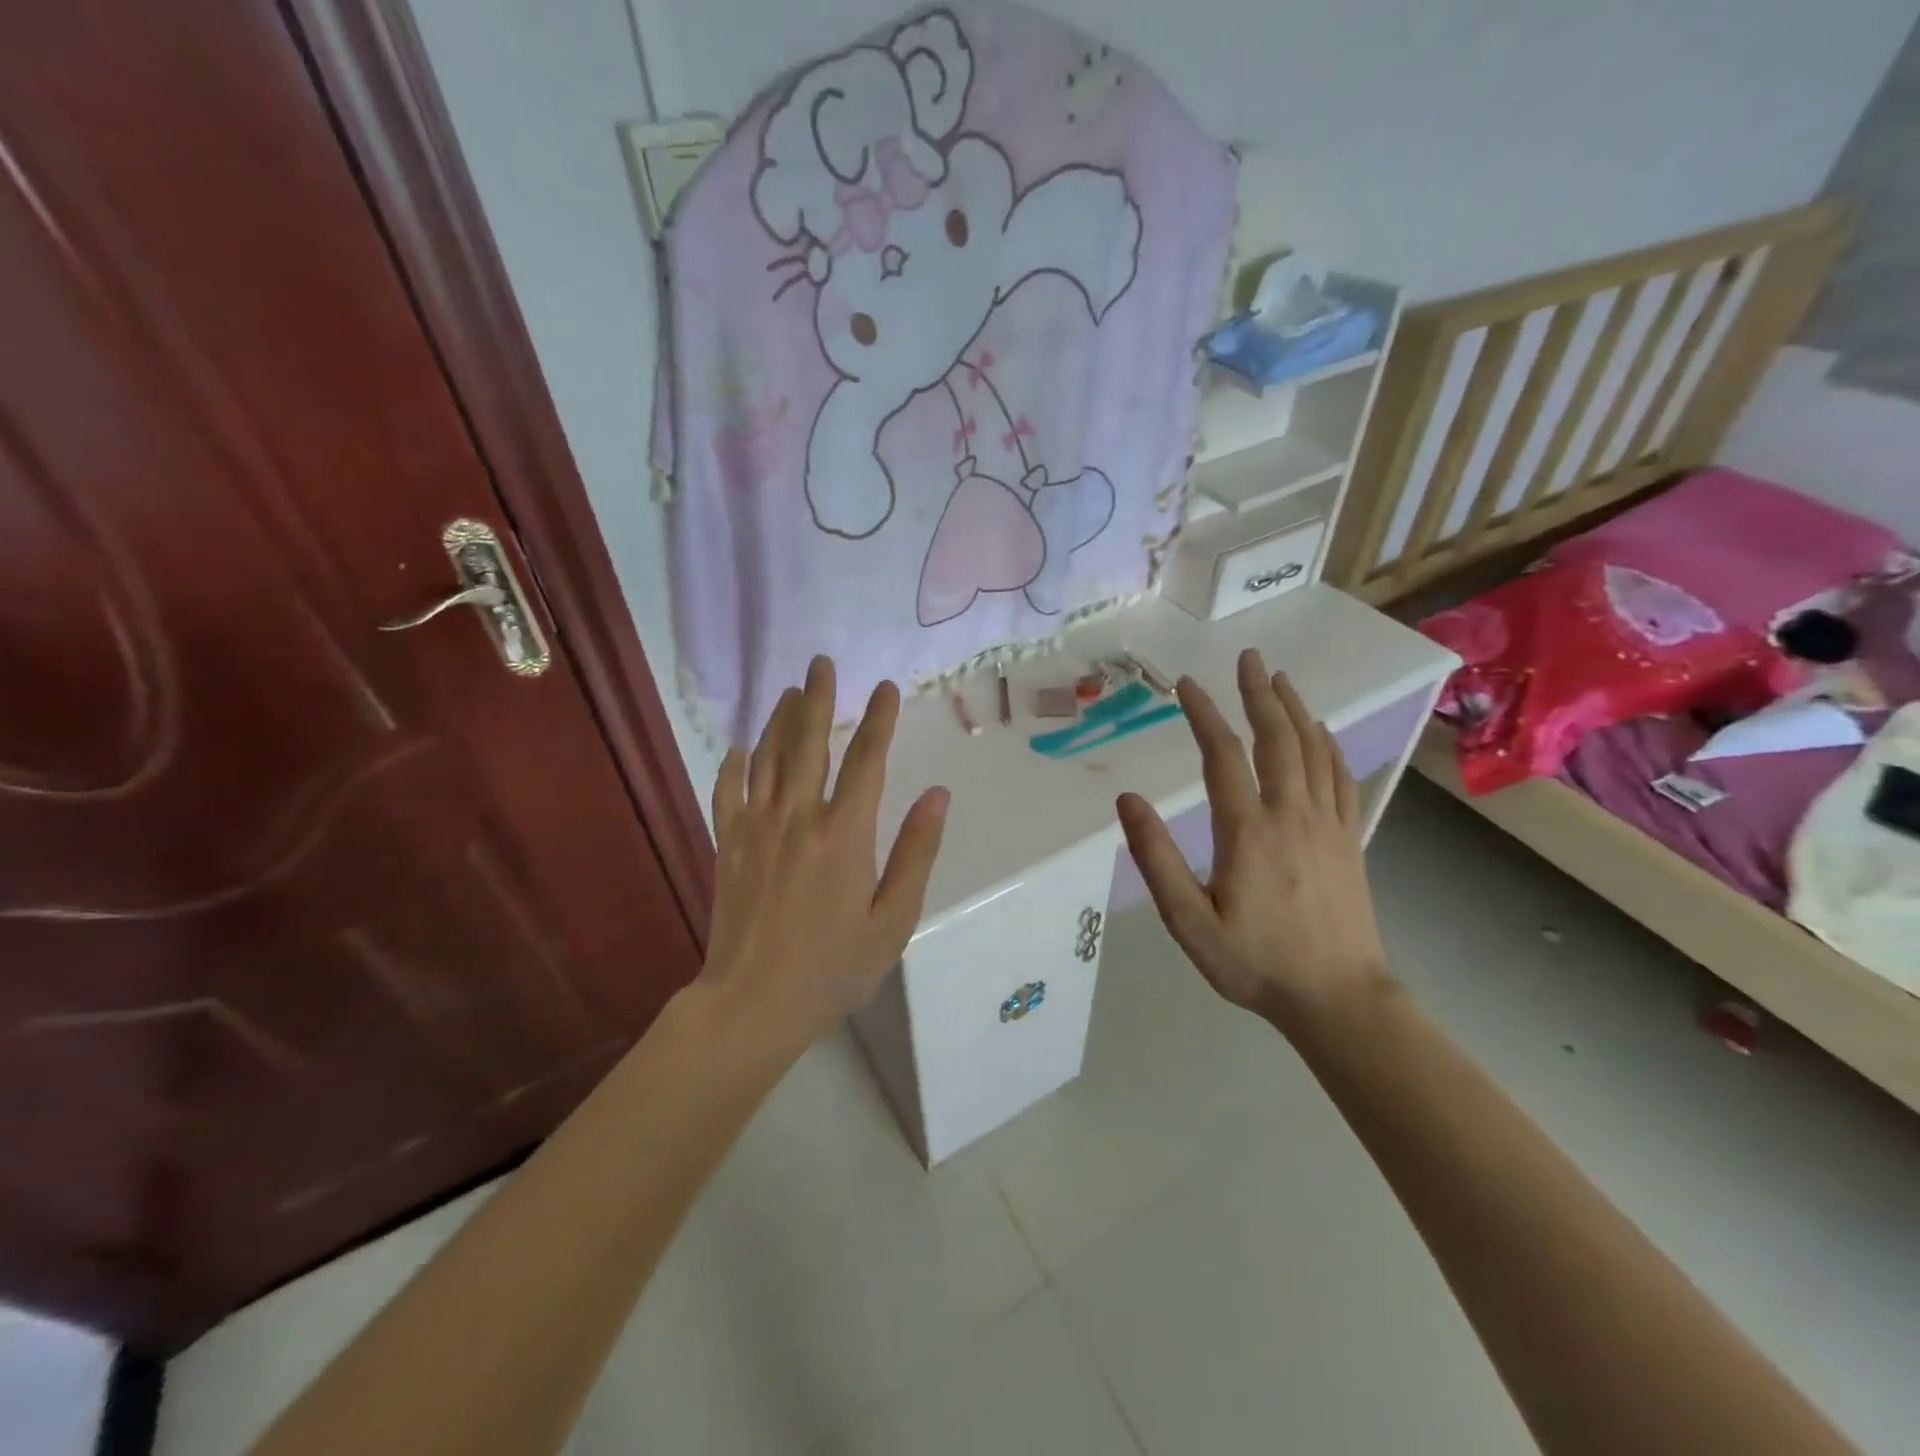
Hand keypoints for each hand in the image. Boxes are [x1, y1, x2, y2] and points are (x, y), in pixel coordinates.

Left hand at [700, 656, 949, 1051]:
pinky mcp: (728, 844)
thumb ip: (916, 853)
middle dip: (819, 699)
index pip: (867, 761)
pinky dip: (735, 763)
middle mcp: (799, 817)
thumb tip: (937, 796)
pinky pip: (728, 790)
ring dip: (781, 719)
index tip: (886, 688)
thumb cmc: (833, 967)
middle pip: (809, 743)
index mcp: (845, 834)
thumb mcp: (893, 920)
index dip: (879, 720)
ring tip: (791, 690)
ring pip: (768, 757)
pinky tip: (742, 746)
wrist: (753, 1003)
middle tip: (821, 663)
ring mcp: (757, 828)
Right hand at [1116, 649, 1391, 1037]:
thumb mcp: (1189, 921)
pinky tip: (1320, 733)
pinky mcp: (1349, 839)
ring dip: (1295, 709)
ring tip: (1280, 678)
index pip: (1223, 755)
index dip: (1203, 713)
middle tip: (1248, 657)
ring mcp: (1328, 824)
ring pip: (1313, 750)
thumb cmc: (1255, 963)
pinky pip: (1341, 777)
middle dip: (1259, 693)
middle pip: (1276, 738)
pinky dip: (1328, 745)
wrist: (1340, 1000)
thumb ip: (1157, 859)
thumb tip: (1127, 800)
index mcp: (1248, 830)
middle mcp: (1292, 814)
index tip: (1186, 684)